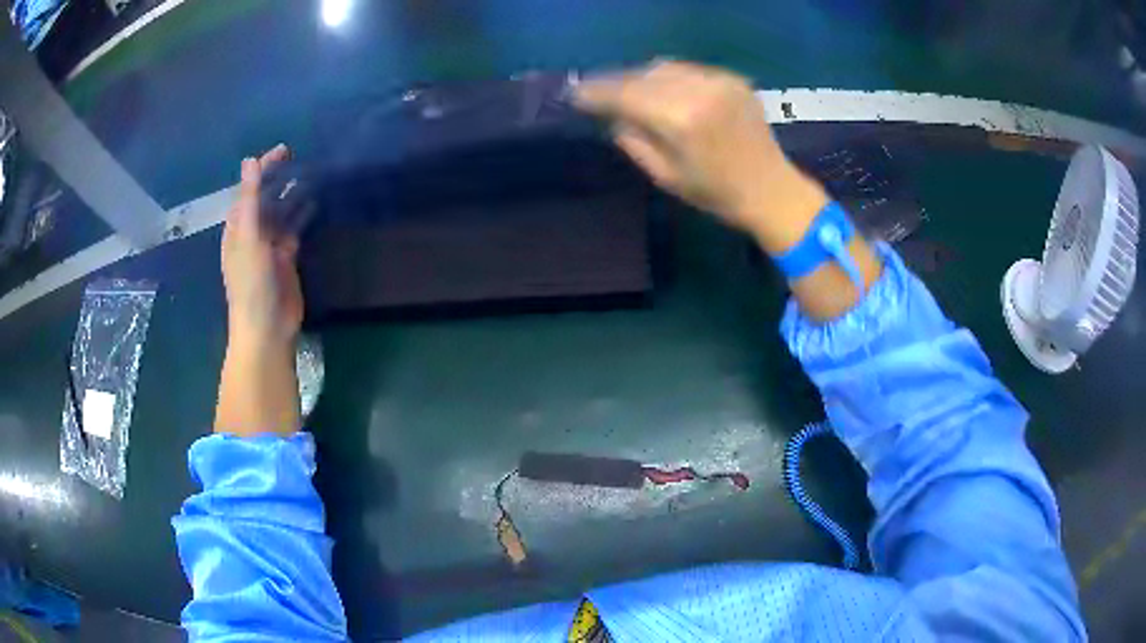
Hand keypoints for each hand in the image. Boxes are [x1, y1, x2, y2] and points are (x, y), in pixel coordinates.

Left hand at [221, 144, 302, 346]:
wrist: (267, 328)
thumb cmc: (251, 283)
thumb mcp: (248, 237)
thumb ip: (250, 199)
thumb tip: (249, 161)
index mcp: (237, 228)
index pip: (248, 190)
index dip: (263, 169)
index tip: (284, 150)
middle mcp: (252, 234)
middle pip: (265, 199)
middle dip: (279, 179)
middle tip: (302, 160)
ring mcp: (269, 246)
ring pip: (281, 213)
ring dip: (293, 195)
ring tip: (312, 175)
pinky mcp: (286, 259)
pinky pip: (293, 229)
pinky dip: (302, 215)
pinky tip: (314, 204)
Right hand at [576, 61, 880, 320]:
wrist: (771, 189)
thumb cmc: (715, 193)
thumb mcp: (664, 175)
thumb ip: (632, 139)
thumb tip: (612, 114)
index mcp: (680, 119)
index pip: (624, 94)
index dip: (596, 92)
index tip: (575, 95)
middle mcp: (698, 90)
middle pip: (642, 75)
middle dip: (616, 82)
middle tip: (597, 93)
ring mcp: (718, 80)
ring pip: (664, 67)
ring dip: (641, 77)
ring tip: (628, 91)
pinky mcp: (732, 78)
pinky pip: (688, 70)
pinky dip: (669, 78)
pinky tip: (664, 92)